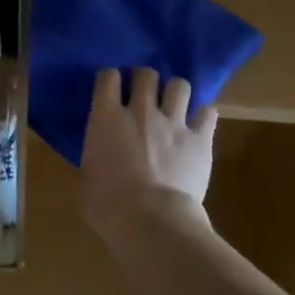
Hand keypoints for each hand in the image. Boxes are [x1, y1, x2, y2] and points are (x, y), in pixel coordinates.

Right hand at [79, 67, 216, 233]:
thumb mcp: (86, 178)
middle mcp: (140, 111)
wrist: (151, 219)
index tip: (111, 86)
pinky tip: (200, 123)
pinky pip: (208, 112)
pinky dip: (204, 115)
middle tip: (144, 92)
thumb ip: (94, 158)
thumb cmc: (107, 204)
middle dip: (144, 78)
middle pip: (146, 74)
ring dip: (175, 91)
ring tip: (174, 103)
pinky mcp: (200, 138)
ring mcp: (173, 122)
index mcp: (106, 118)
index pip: (107, 77)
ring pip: (179, 85)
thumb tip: (97, 161)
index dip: (110, 78)